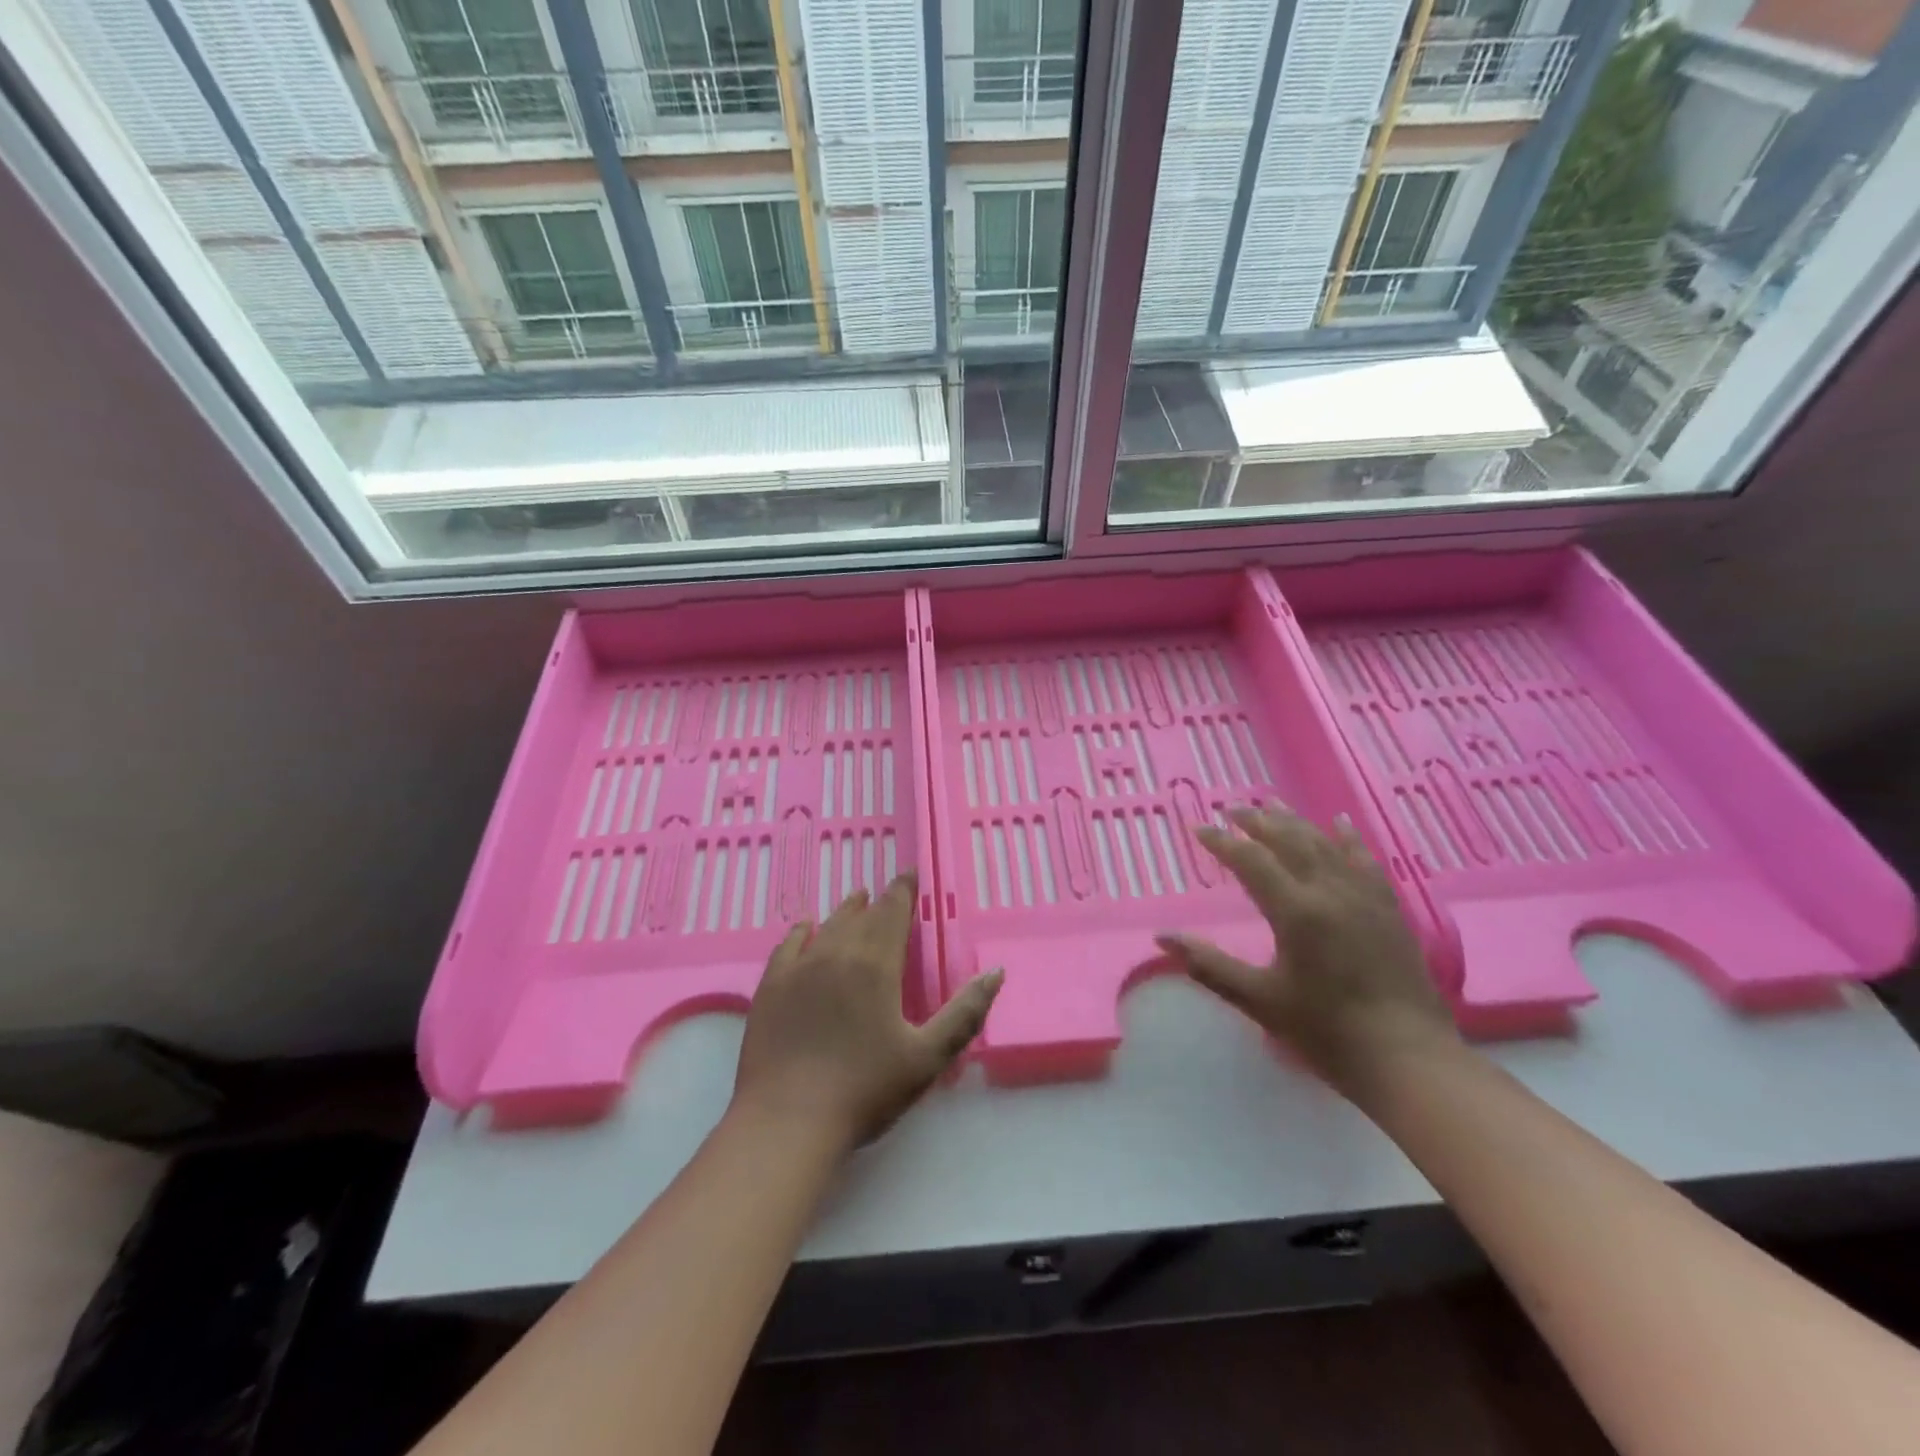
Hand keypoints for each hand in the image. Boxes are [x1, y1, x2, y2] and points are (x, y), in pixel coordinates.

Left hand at [733, 873, 1002, 1150]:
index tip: (910, 874)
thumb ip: (965, 1012)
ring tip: (856, 898)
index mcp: (876, 964)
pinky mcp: (771, 987)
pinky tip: (805, 927)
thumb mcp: (927, 1057)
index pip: (893, 912)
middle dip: (879, 902)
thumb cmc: (865, 1090)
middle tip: (889, 891)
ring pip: (827, 926)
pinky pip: (788, 944)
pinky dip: (801, 931)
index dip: (904, 891)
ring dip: (846, 911)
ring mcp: (799, 968)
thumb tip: (995, 972)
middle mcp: (837, 953)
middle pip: (862, 917)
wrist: (787, 1121)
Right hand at [1155, 807, 1455, 1093]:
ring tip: (1272, 804)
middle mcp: (1330, 892)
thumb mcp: (1259, 1001)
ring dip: (1295, 821)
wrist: (1408, 1059)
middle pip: (1289, 841)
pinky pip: (1364, 859)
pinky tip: (1339, 822)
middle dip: (1257, 821)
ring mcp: (1364, 897)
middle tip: (1232, 809)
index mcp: (1296, 911)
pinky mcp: (1389, 909)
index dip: (1222, 842)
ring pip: (1325, 844)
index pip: (1251, 861)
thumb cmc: (1326, 1032)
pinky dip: (1347, 837)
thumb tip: (1163, 937)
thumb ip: (1209, 965)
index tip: (1198, 828)